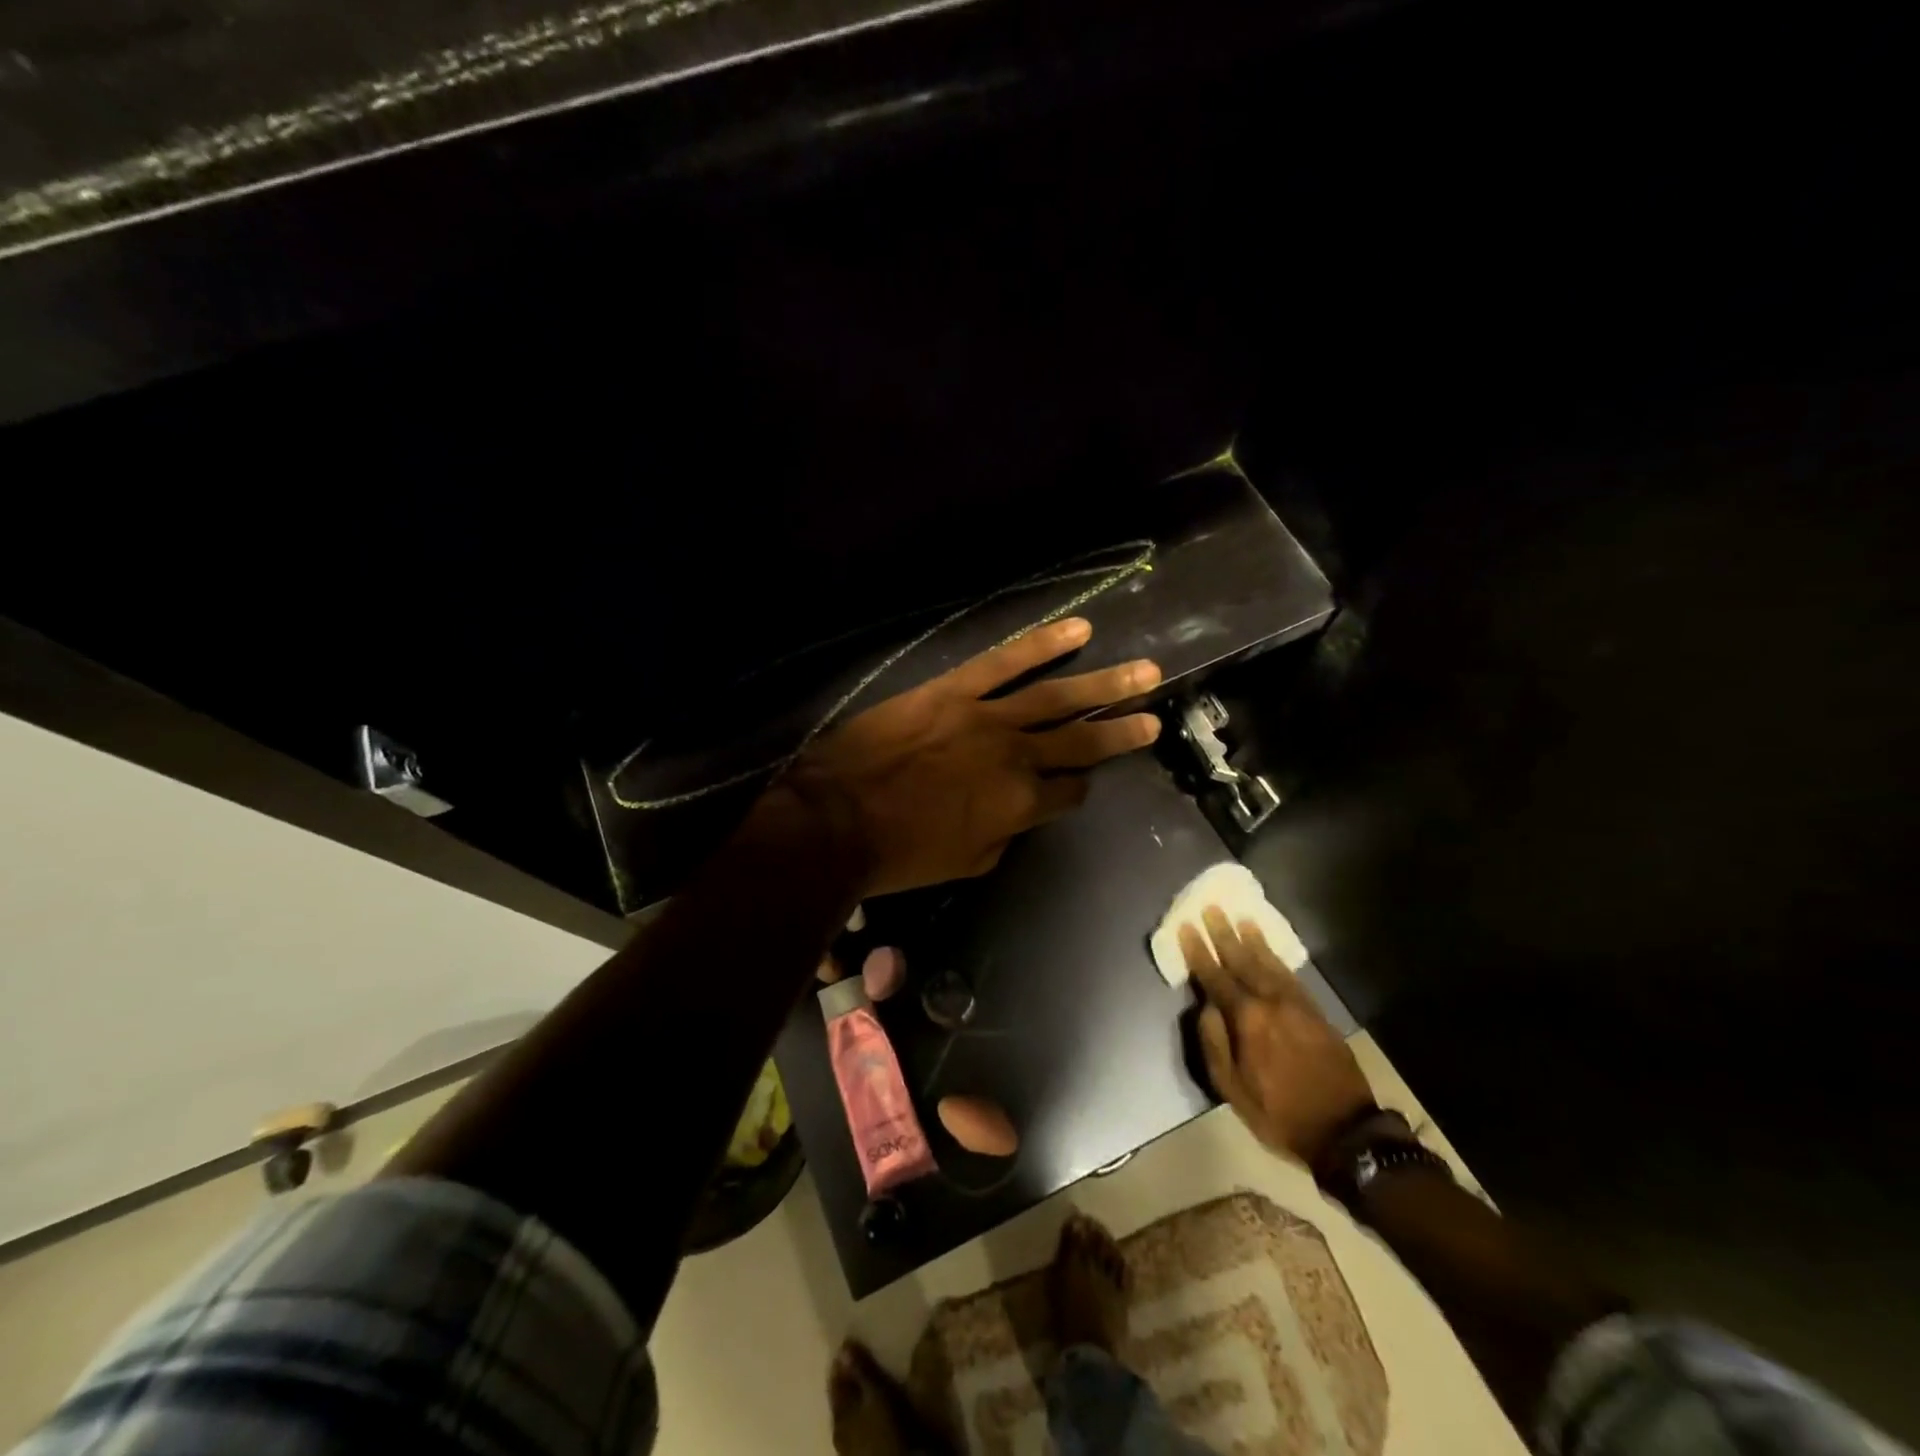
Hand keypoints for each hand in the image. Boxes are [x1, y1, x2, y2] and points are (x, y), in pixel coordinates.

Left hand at [783, 617, 1161, 894]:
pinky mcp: (955, 689)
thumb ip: (1003, 836)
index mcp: (1020, 805)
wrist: (837, 819)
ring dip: (1106, 683)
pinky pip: (1005, 661)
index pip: (1068, 792)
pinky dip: (1044, 643)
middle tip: (1155, 718)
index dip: (1077, 788)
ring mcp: (988, 718)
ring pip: (1058, 697)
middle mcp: (1017, 758)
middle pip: (1080, 742)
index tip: (1078, 782)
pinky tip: (1080, 629)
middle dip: (1120, 730)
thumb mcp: (964, 864)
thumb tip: (1016, 815)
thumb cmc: (898, 853)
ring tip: (1146, 671)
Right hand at [1180, 906, 1374, 1165]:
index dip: (1199, 952)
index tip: (1186, 927)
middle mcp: (1270, 1003)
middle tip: (1211, 908)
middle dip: (1224, 934)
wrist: (1345, 1131)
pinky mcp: (1315, 1011)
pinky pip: (1290, 975)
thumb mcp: (1232, 1089)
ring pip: (1268, 963)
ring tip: (1240, 917)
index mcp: (1247, 1020)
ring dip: (1252, 939)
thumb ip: (1214, 1044)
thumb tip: (1204, 1008)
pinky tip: (1269, 948)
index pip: (1215, 978)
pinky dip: (1277, 957)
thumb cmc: (1279, 1113)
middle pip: (1242, 961)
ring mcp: (1296, 1004)